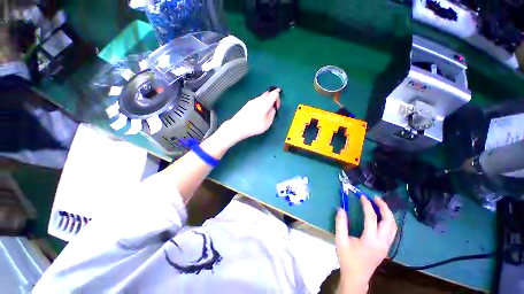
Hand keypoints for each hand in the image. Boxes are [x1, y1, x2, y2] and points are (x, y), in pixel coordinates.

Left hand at [223, 89, 280, 143]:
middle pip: (268, 93)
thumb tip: (273, 108)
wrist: (238, 126)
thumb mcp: (268, 122)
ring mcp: (252, 101)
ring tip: (265, 112)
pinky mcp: (247, 104)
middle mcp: (259, 99)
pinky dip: (261, 104)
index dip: (278, 98)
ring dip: (266, 102)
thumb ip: (272, 113)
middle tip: (273, 108)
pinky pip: (257, 101)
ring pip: (262, 97)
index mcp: (266, 102)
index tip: (277, 107)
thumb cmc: (255, 125)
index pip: (275, 93)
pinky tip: (258, 113)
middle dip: (272, 99)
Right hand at [335, 197, 396, 292]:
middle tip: (375, 198)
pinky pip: (392, 231)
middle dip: (384, 207)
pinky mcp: (386, 248)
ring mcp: (386, 246)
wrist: (357, 277)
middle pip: (389, 221)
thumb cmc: (347, 258)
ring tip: (379, 204)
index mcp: (370, 240)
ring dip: (388, 214)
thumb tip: (341, 209)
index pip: (372, 218)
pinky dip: (388, 221)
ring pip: (393, 227)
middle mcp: (382, 242)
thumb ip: (340, 224)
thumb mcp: (340, 240)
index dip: (367, 205)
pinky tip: (381, 217)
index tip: (362, 196)